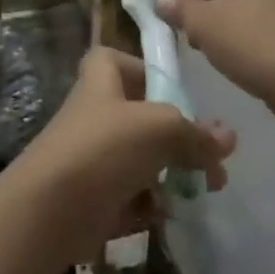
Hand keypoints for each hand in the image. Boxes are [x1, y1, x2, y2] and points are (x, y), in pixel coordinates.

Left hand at [10, 48, 233, 262]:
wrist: (47, 213)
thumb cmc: (103, 149)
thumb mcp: (159, 129)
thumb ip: (196, 133)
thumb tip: (228, 138)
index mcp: (100, 84)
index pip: (112, 60)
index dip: (140, 67)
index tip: (170, 88)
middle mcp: (94, 118)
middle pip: (139, 117)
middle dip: (178, 137)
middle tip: (211, 159)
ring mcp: (91, 161)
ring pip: (140, 161)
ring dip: (172, 175)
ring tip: (206, 190)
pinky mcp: (92, 201)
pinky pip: (129, 198)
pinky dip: (150, 206)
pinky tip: (170, 213)